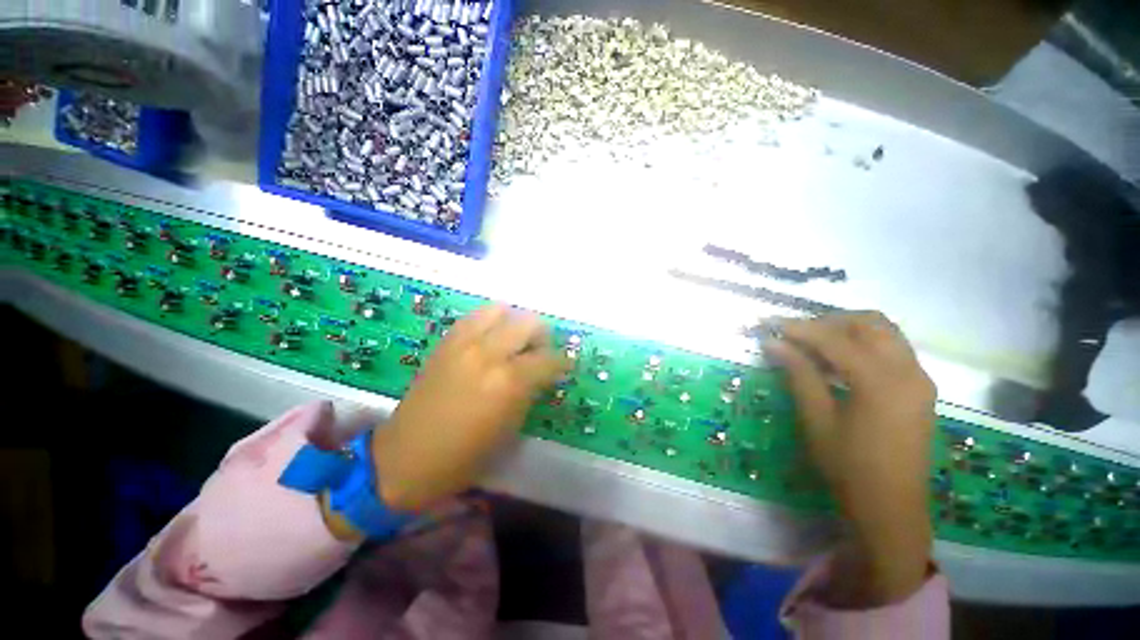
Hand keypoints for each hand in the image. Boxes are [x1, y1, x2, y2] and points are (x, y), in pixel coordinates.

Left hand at [371, 304, 568, 511]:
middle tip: (541, 351)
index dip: (563, 361)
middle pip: (528, 323)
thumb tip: (542, 374)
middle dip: (542, 336)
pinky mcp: (445, 343)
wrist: (406, 458)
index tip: (566, 365)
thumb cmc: (465, 455)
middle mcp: (488, 354)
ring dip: (514, 323)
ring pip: (500, 311)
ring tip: (514, 340)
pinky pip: (473, 317)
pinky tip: (490, 337)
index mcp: (509, 382)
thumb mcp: (510, 428)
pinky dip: (489, 322)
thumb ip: (529, 393)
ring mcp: (463, 344)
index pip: (549, 358)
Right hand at [765, 312, 935, 606]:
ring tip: (814, 344)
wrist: (892, 508)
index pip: (834, 339)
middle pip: (869, 322)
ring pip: (885, 332)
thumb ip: (799, 374)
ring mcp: (919, 378)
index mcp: (881, 381)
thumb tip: (774, 344)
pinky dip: (863, 344)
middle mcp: (908, 371)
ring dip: (847, 329)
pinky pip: (892, 349)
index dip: (798, 328)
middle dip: (828, 321)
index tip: (769, 324)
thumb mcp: (817, 419)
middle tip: (795, 333)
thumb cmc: (848, 467)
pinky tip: (839, 362)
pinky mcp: (920, 388)